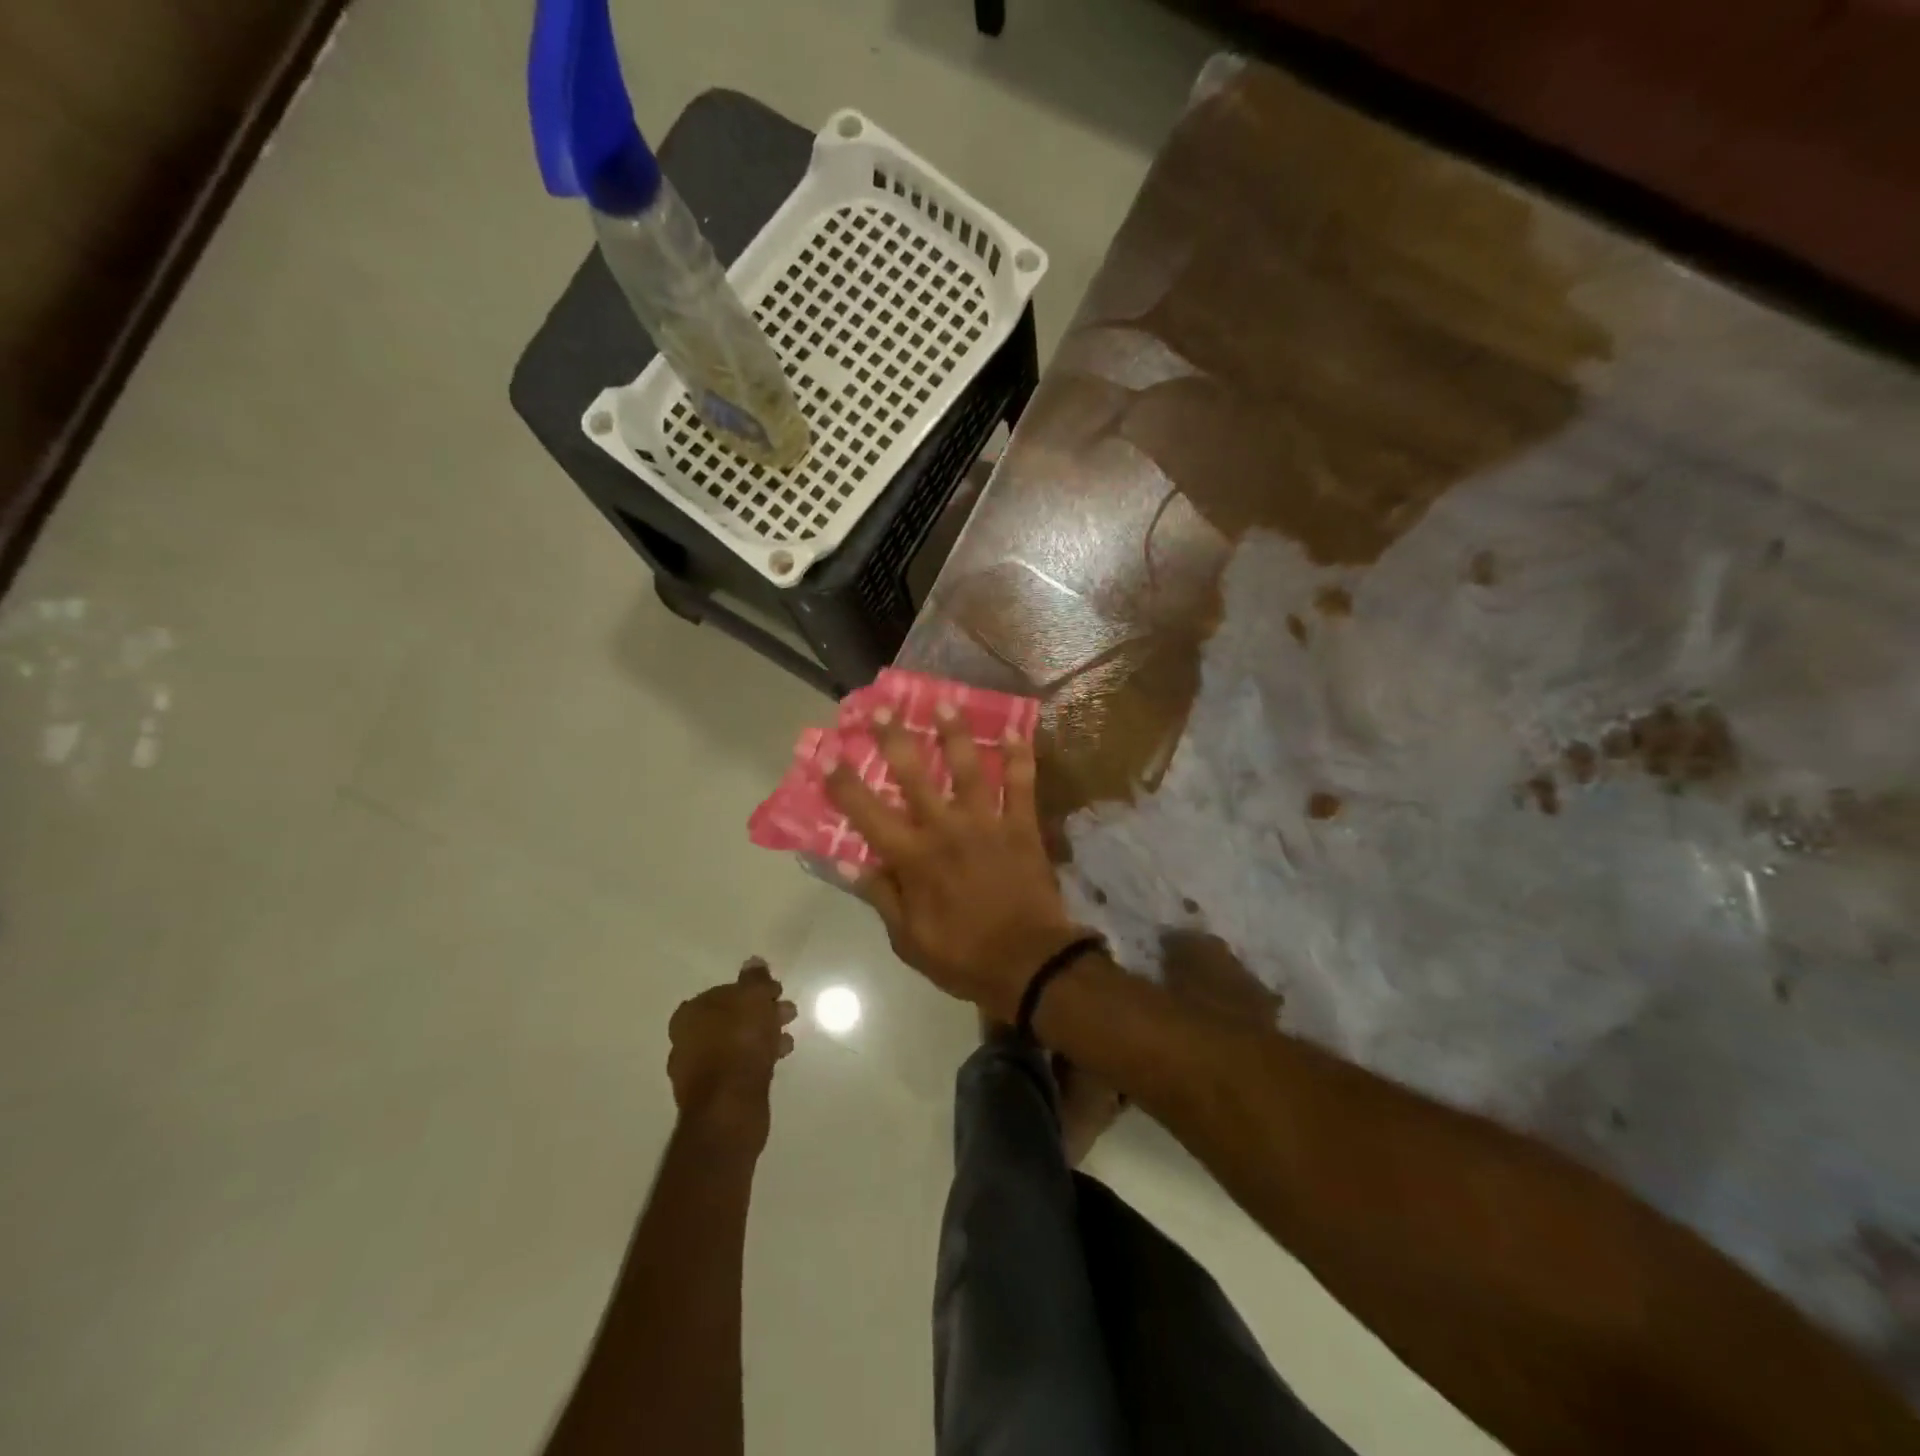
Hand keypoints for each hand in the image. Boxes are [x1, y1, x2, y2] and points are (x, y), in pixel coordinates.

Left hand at [667, 959, 796, 1152]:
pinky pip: (739, 1065)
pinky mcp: (714, 1094)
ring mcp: (698, 1070)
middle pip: (731, 1017)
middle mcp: (687, 1040)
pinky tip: (778, 1058)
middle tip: (788, 1012)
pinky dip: (758, 1058)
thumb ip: (755, 979)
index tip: (776, 992)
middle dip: (761, 1012)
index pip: (724, 992)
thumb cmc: (740, 1043)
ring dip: (763, 1035)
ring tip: (788, 1038)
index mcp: (690, 1014)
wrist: (730, 1108)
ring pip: (737, 1042)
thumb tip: (753, 961)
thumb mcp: (753, 999)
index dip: (752, 990)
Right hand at [825, 704, 1085, 1021]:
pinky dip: (1019, 758)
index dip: (843, 783)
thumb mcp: (908, 939)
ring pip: (968, 768)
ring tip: (947, 702)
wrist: (1029, 965)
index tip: (827, 754)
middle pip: (914, 775)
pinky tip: (1015, 732)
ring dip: (956, 733)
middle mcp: (945, 829)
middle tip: (882, 707)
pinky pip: (1022, 785)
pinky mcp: (1022, 827)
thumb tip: (848, 863)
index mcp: (913, 858)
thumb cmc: (963, 957)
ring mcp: (986, 823)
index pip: (867, 813)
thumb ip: (880, 896)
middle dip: (894, 738)